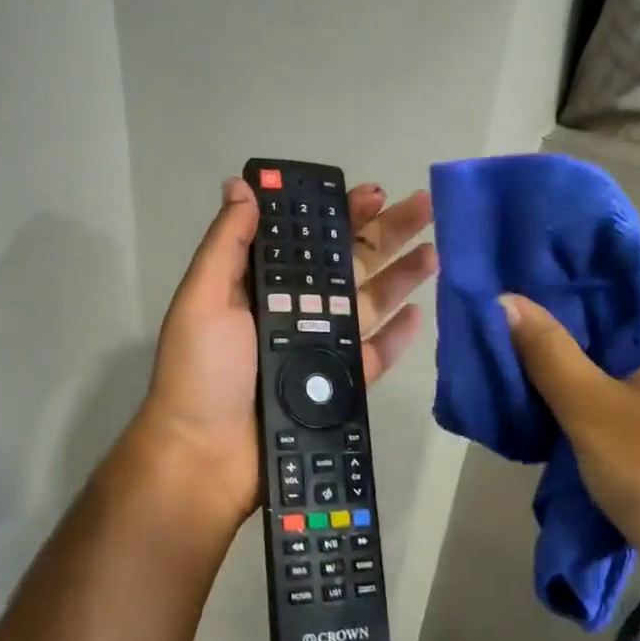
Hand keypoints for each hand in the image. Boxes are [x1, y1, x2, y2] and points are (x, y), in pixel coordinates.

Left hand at [138, 176, 435, 538]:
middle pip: (349, 265)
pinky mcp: (339, 387)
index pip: (309, 240)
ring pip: (370, 304)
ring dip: (403, 275)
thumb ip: (228, 243)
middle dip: (386, 233)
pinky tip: (420, 312)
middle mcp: (296, 311)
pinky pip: (374, 354)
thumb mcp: (203, 297)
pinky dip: (397, 335)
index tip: (371, 192)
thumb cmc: (203, 371)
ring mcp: (321, 349)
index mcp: (264, 286)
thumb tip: (241, 185)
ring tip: (436, 250)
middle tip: (424, 205)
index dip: (340, 214)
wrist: (207, 456)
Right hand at [501, 235, 639, 565]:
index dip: (599, 246)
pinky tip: (580, 359)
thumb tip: (504, 301)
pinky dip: (622, 347)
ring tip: (548, 319)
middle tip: (536, 286)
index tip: (548, 253)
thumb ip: (546, 349)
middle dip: (595, 284)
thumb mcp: (591, 408)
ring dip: (606, 319)